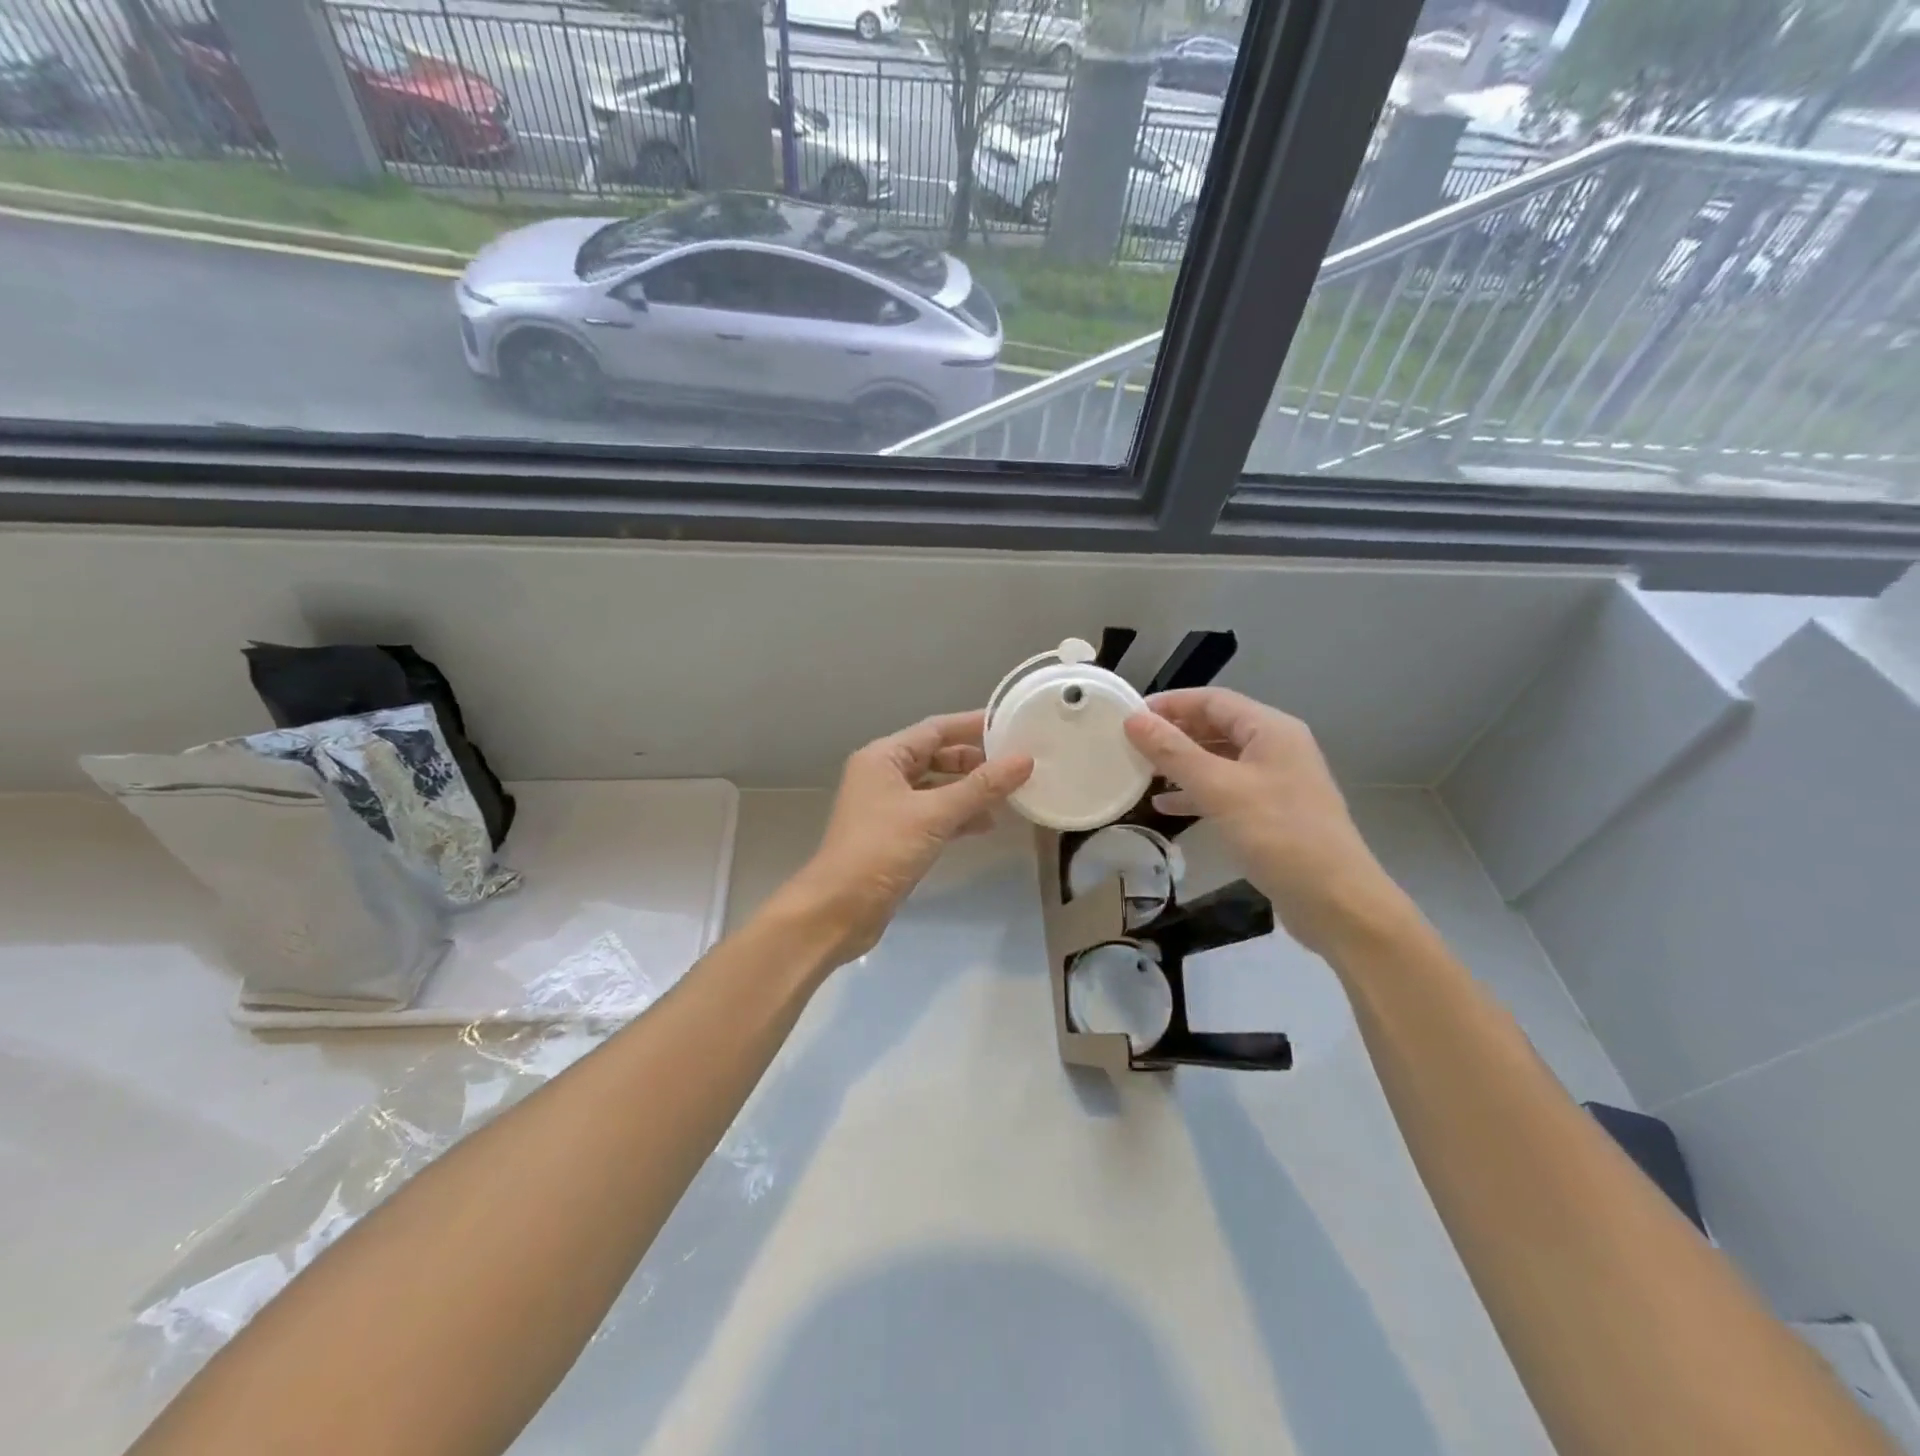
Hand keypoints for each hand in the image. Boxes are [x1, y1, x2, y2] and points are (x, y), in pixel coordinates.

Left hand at [776, 711, 1033, 965]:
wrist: (838, 910)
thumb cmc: (881, 850)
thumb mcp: (935, 814)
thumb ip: (981, 787)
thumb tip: (1024, 760)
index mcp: (884, 757)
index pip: (935, 730)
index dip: (973, 725)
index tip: (1011, 724)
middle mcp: (883, 775)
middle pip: (936, 757)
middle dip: (975, 761)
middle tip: (1017, 763)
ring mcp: (888, 807)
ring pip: (936, 788)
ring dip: (969, 790)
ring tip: (1011, 794)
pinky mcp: (895, 836)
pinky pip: (933, 815)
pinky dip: (958, 816)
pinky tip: (987, 824)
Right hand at [1123, 689, 1407, 955]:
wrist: (1335, 901)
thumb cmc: (1277, 834)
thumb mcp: (1219, 789)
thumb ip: (1173, 752)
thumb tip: (1133, 720)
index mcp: (1271, 730)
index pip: (1213, 700)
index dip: (1171, 703)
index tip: (1130, 715)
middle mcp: (1277, 748)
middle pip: (1217, 727)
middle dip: (1174, 734)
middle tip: (1132, 745)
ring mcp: (1277, 782)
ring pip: (1220, 761)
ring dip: (1182, 764)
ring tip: (1143, 773)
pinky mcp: (1273, 814)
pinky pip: (1227, 791)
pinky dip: (1197, 793)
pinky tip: (1167, 807)